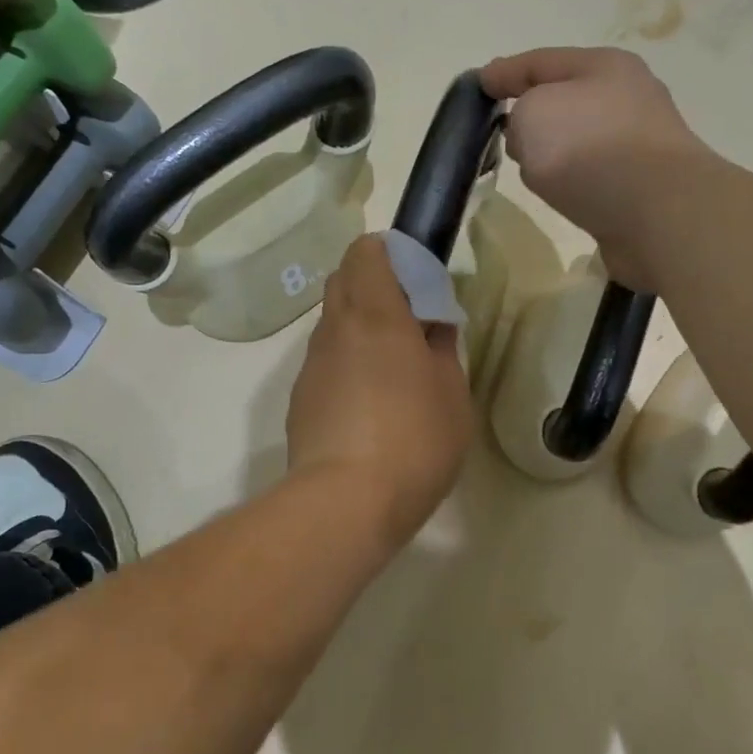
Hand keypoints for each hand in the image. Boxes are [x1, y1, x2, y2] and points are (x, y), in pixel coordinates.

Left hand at [287, 236, 473, 549]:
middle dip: (373, 285)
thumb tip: (433, 326)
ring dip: (358, 327)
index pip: (365, 252)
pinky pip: (324, 362)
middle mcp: (335, 329)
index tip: (416, 280)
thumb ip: (442, 349)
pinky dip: (345, 363)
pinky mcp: (300, 398)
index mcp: (375, 313)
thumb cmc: (414, 439)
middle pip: (342, 281)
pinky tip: (367, 404)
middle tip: (408, 320)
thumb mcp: (452, 393)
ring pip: (332, 324)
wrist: (346, 501)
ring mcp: (311, 364)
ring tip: (391, 368)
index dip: (390, 254)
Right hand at [481, 47, 709, 286]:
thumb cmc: (588, 148)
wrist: (657, 212)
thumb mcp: (533, 114)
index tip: (476, 86)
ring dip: (553, 149)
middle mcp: (626, 97)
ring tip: (527, 167)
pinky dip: (572, 179)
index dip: (504, 72)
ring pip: (578, 138)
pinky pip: (591, 173)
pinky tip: (559, 193)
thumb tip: (531, 137)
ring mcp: (637, 142)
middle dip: (530, 110)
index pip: (540, 61)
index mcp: (603, 66)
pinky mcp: (640, 184)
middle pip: (564, 98)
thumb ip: (518, 114)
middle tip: (499, 130)